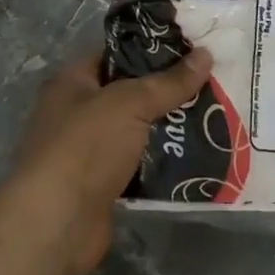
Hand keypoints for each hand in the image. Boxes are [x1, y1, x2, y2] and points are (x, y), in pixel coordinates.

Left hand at [4, 49, 212, 274]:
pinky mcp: (104, 186)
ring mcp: (90, 152)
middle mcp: (77, 113)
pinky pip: (141, 166)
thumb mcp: (129, 104)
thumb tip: (206, 55)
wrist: (57, 224)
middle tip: (215, 84)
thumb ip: (168, 82)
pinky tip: (200, 156)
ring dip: (171, 130)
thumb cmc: (85, 148)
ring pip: (139, 132)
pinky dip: (164, 163)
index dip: (153, 51)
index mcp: (72, 83)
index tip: (194, 50)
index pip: (116, 55)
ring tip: (217, 118)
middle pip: (131, 95)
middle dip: (169, 92)